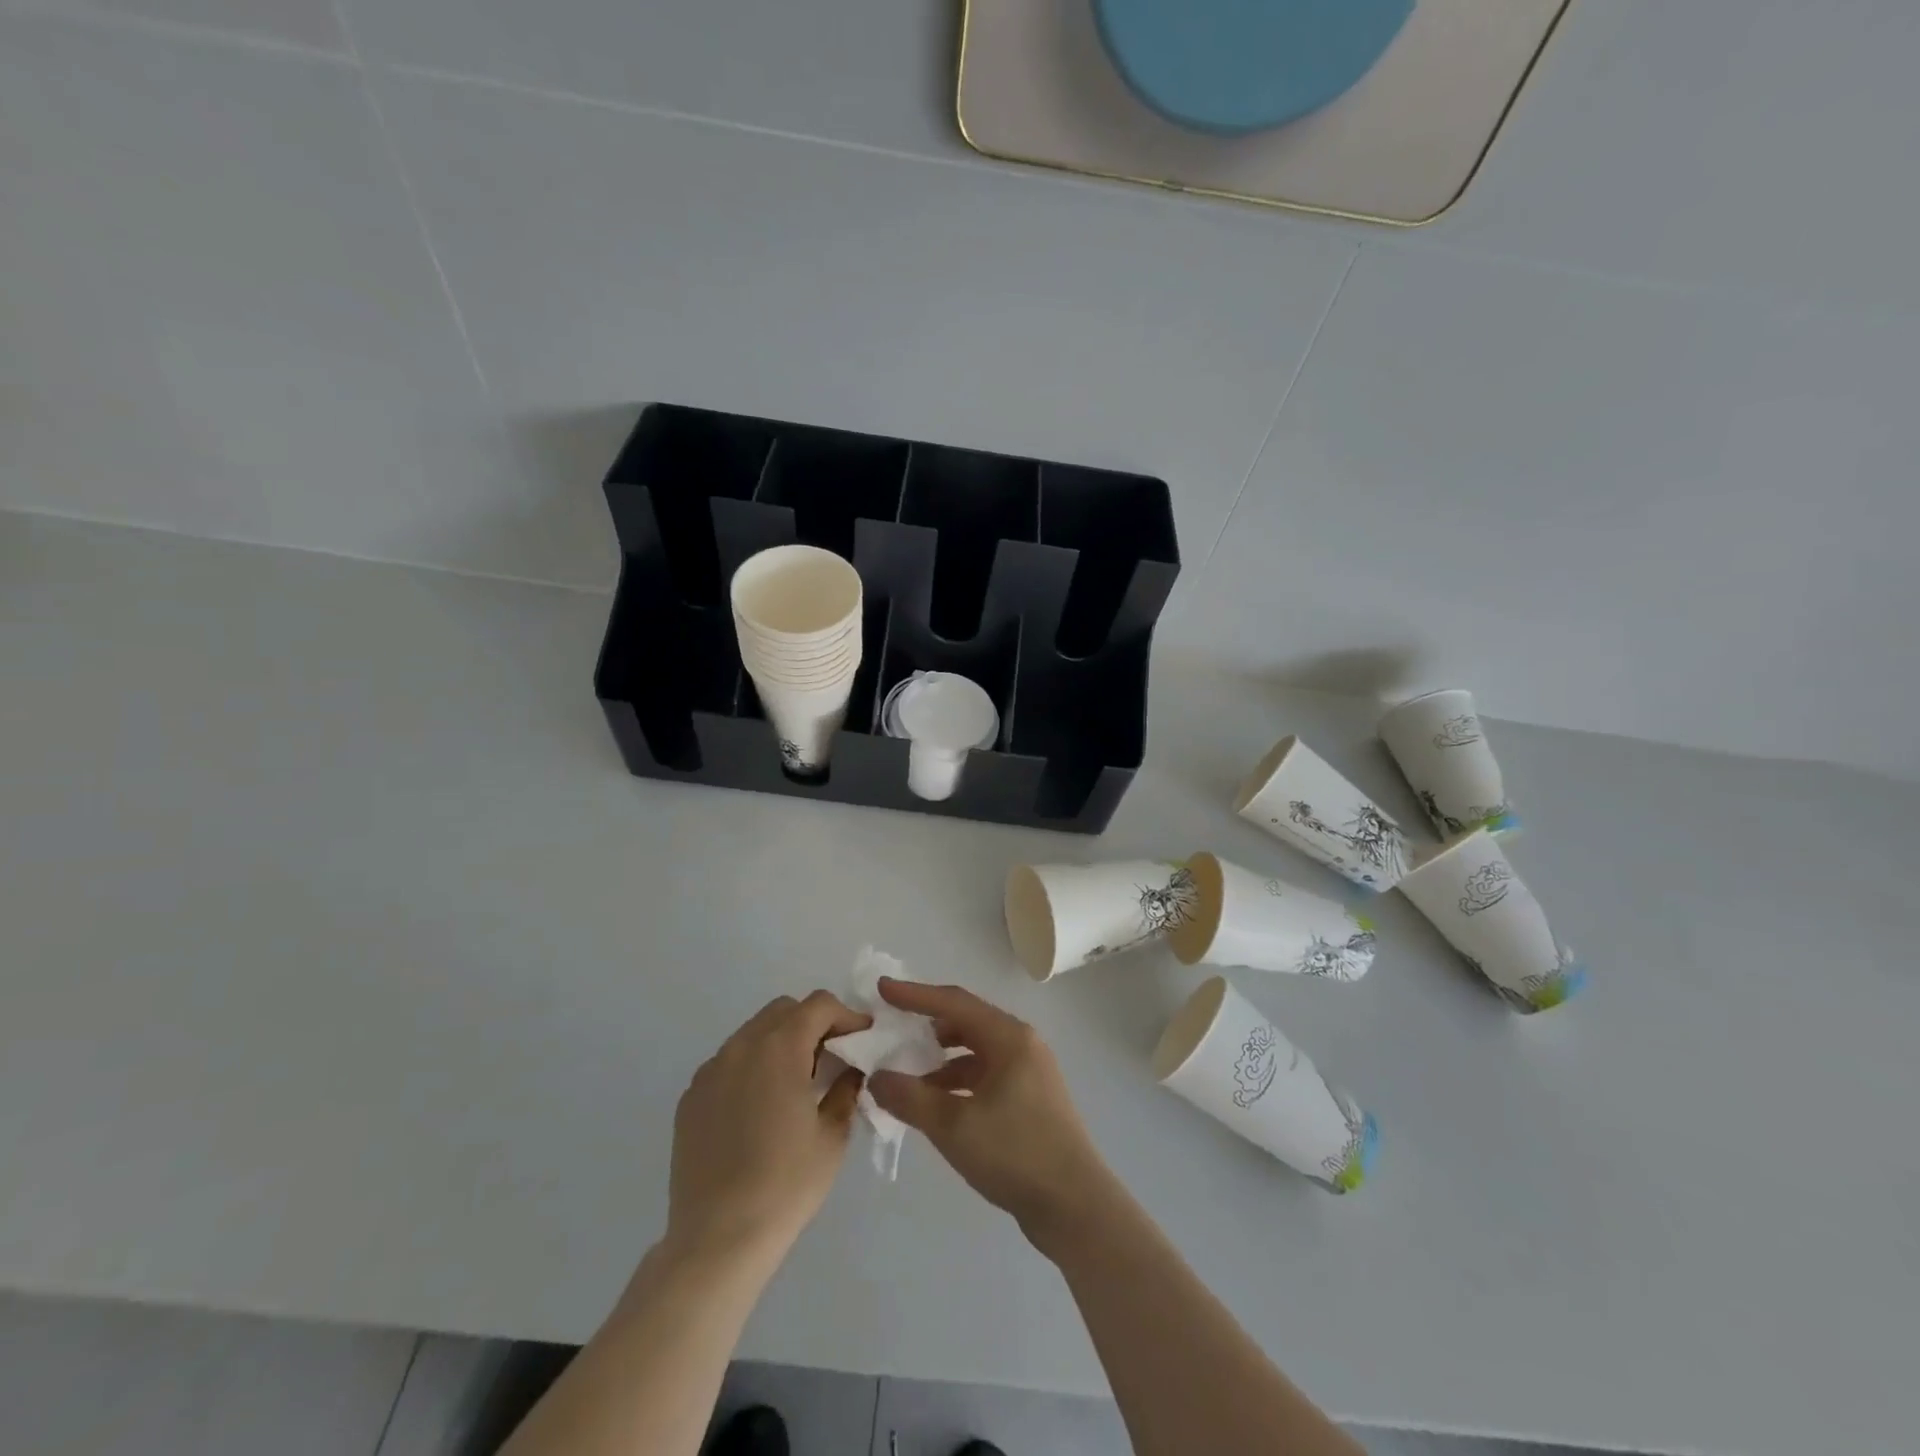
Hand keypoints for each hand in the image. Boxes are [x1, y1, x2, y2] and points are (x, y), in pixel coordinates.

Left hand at [665, 991, 869, 1271]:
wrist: (717, 1240)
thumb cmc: (786, 1185)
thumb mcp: (832, 1136)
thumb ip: (846, 1090)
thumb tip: (851, 1070)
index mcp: (780, 1048)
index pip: (819, 1005)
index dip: (846, 1015)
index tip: (861, 1039)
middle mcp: (741, 1047)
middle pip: (783, 1011)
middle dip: (812, 1023)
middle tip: (830, 1058)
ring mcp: (710, 1071)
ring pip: (752, 1034)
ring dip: (780, 1043)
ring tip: (795, 1084)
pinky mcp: (690, 1098)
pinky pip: (728, 1063)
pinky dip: (751, 1068)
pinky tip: (759, 1109)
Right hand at [866, 979, 1117, 1252]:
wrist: (1075, 1207)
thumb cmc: (1015, 1154)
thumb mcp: (954, 1126)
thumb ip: (910, 1098)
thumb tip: (877, 1078)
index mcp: (1009, 1037)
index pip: (954, 1002)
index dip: (915, 994)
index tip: (882, 989)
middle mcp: (1022, 1045)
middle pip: (966, 1022)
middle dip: (927, 1025)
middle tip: (893, 1028)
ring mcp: (1029, 1072)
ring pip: (976, 1052)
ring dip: (941, 1059)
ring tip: (907, 1072)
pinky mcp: (1030, 1099)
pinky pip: (985, 1075)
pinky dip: (957, 1082)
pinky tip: (935, 1103)